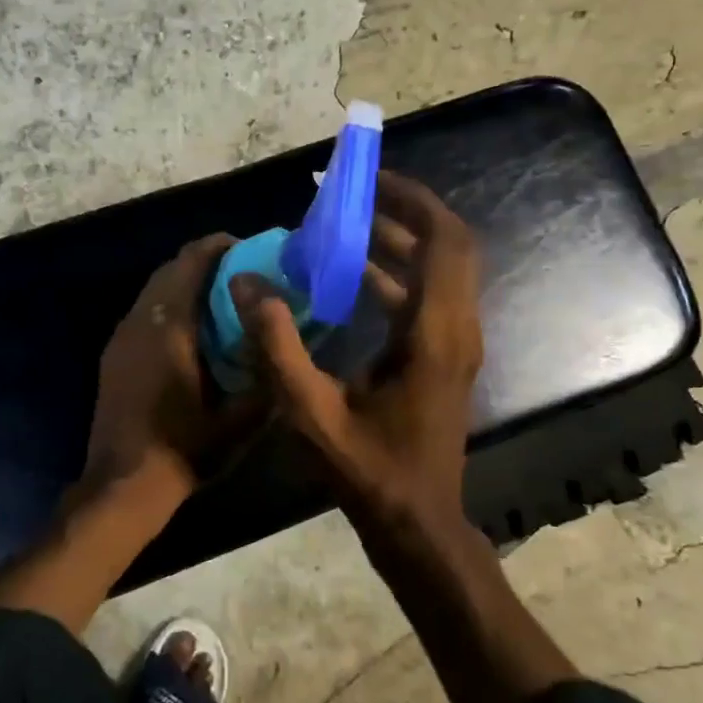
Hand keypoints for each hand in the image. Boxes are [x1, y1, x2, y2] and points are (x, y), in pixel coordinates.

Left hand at [83, 234, 264, 501]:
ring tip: (221, 302)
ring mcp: (122, 336)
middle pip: (171, 268)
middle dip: (206, 262)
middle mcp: (142, 320)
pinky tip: (190, 333)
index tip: (251, 250)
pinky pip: (144, 311)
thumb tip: (284, 337)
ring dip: (185, 284)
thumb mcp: (242, 419)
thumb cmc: (186, 450)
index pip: (193, 261)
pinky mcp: (113, 354)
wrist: (123, 484)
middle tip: (242, 277)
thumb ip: (267, 373)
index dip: (221, 246)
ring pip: (154, 289)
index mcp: (172, 326)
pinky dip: (169, 305)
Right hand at [232, 172, 482, 534]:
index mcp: (434, 334)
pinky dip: (397, 274)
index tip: (370, 180)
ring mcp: (455, 344)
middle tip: (354, 195)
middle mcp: (456, 328)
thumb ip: (277, 347)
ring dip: (400, 242)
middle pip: (450, 245)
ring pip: (441, 270)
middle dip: (405, 212)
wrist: (417, 522)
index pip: (444, 241)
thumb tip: (247, 285)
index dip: (413, 201)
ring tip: (347, 225)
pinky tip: (352, 276)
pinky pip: (429, 296)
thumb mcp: (310, 412)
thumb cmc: (368, 470)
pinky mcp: (445, 357)